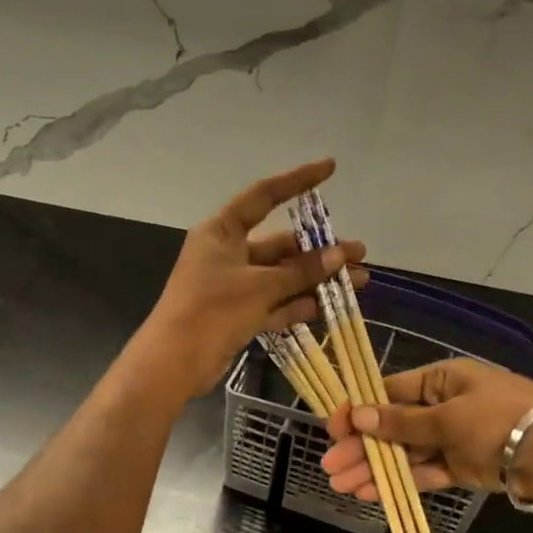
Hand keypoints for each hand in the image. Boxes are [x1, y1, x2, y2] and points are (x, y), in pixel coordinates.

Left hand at [137, 160, 366, 396]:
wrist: (174, 364)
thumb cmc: (211, 311)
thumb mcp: (259, 286)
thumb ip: (301, 271)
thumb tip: (340, 255)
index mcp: (221, 232)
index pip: (263, 197)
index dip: (297, 181)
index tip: (330, 168)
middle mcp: (226, 254)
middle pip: (279, 245)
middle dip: (318, 250)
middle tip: (358, 254)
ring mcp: (232, 288)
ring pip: (281, 278)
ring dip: (315, 280)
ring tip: (358, 282)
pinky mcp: (236, 316)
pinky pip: (273, 304)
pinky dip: (298, 305)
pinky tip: (330, 307)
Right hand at [321, 358, 532, 504]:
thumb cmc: (500, 419)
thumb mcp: (447, 417)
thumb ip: (402, 423)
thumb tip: (359, 415)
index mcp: (440, 380)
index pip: (389, 392)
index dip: (359, 410)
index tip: (333, 428)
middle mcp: (443, 406)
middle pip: (392, 426)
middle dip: (361, 446)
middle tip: (330, 466)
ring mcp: (452, 438)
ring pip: (404, 453)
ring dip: (374, 467)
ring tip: (341, 484)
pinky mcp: (462, 467)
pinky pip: (424, 473)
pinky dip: (399, 482)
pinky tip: (371, 492)